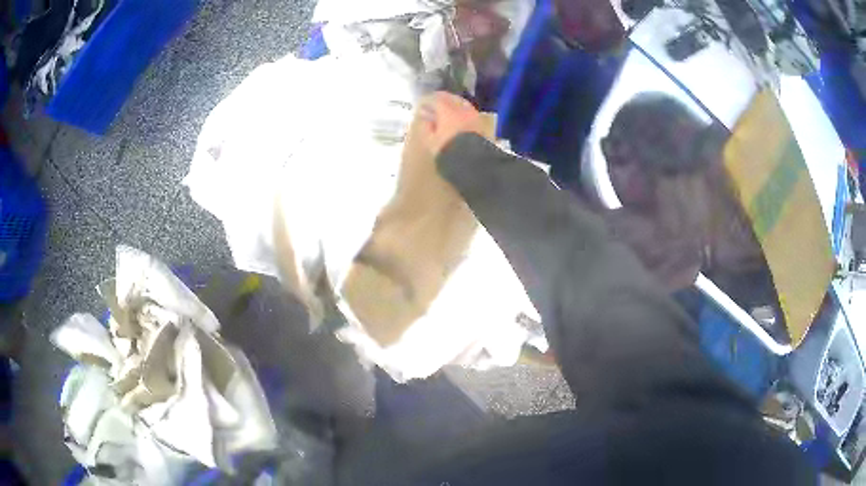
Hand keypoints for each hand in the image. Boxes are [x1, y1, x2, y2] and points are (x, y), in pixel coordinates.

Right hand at [417, 92, 484, 155]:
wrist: (470, 160)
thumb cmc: (447, 150)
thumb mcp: (431, 141)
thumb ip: (426, 127)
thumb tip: (425, 118)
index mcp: (447, 111)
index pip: (437, 100)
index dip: (429, 101)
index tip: (423, 104)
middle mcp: (461, 109)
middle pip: (451, 98)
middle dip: (442, 99)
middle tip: (435, 103)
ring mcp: (473, 115)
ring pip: (462, 103)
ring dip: (454, 103)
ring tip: (448, 109)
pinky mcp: (480, 123)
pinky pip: (469, 112)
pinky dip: (462, 111)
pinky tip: (459, 117)